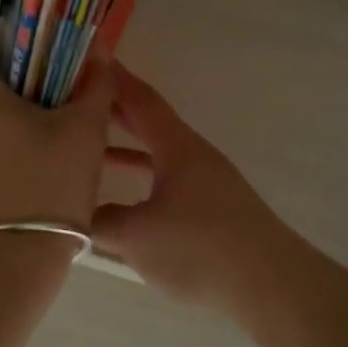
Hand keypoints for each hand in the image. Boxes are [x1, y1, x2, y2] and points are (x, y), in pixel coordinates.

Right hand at [93, 65, 296, 314]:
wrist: (271, 286)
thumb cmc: (202, 249)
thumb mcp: (138, 237)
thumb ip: (99, 223)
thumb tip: (77, 219)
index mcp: (178, 148)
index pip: (141, 100)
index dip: (113, 79)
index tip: (86, 60)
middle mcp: (194, 156)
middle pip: (148, 123)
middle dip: (113, 111)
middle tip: (76, 102)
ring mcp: (206, 183)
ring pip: (156, 154)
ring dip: (124, 148)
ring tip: (88, 149)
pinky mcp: (211, 210)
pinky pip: (165, 181)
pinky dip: (140, 180)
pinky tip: (122, 201)